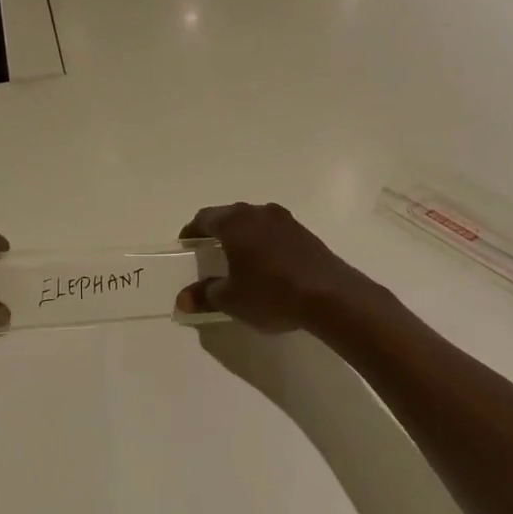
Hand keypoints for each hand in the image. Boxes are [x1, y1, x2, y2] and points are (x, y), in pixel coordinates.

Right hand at [175, 203, 369, 333]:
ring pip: (254, 223)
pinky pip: (274, 234)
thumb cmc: (270, 293)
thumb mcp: (231, 300)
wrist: (330, 296)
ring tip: (237, 261)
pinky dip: (264, 245)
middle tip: (208, 253)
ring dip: (243, 237)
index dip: (192, 231)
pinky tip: (266, 267)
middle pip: (230, 217)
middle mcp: (259, 213)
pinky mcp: (306, 234)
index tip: (186, 245)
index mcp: (235, 222)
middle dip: (217, 233)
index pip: (205, 218)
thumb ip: (204, 296)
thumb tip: (182, 299)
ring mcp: (286, 221)